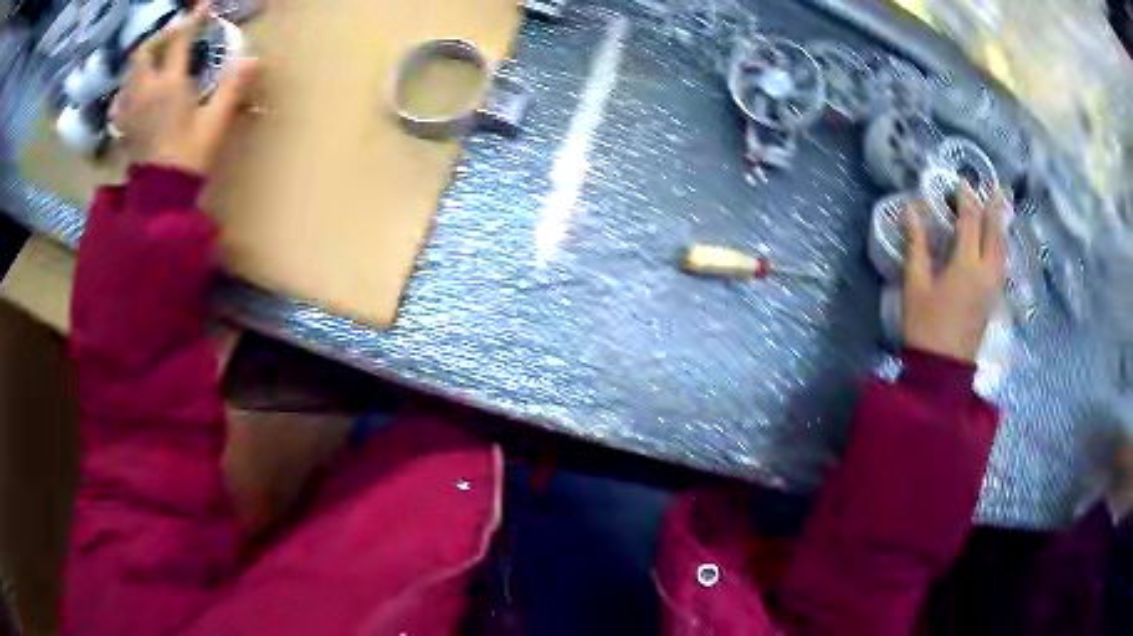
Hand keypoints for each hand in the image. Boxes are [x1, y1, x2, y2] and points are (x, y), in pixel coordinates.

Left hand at [110, 4, 258, 175]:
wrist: (158, 199)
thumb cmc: (188, 159)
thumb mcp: (215, 123)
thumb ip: (232, 87)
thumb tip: (254, 57)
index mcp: (170, 85)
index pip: (180, 40)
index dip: (194, 19)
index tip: (204, 5)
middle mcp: (146, 90)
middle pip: (145, 51)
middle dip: (160, 37)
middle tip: (174, 35)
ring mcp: (131, 108)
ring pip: (131, 71)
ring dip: (144, 58)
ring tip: (156, 58)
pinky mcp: (124, 126)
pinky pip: (123, 95)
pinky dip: (131, 84)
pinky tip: (137, 88)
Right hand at [902, 186, 1006, 362]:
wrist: (942, 371)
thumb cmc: (925, 327)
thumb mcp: (915, 285)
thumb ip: (916, 245)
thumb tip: (911, 210)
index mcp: (966, 264)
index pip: (970, 220)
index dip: (966, 197)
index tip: (961, 181)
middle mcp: (986, 271)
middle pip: (994, 231)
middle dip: (994, 206)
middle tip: (997, 185)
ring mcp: (993, 287)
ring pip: (1003, 249)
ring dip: (1002, 225)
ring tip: (1003, 208)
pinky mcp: (993, 300)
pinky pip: (1003, 264)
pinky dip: (1003, 246)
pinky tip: (1001, 243)